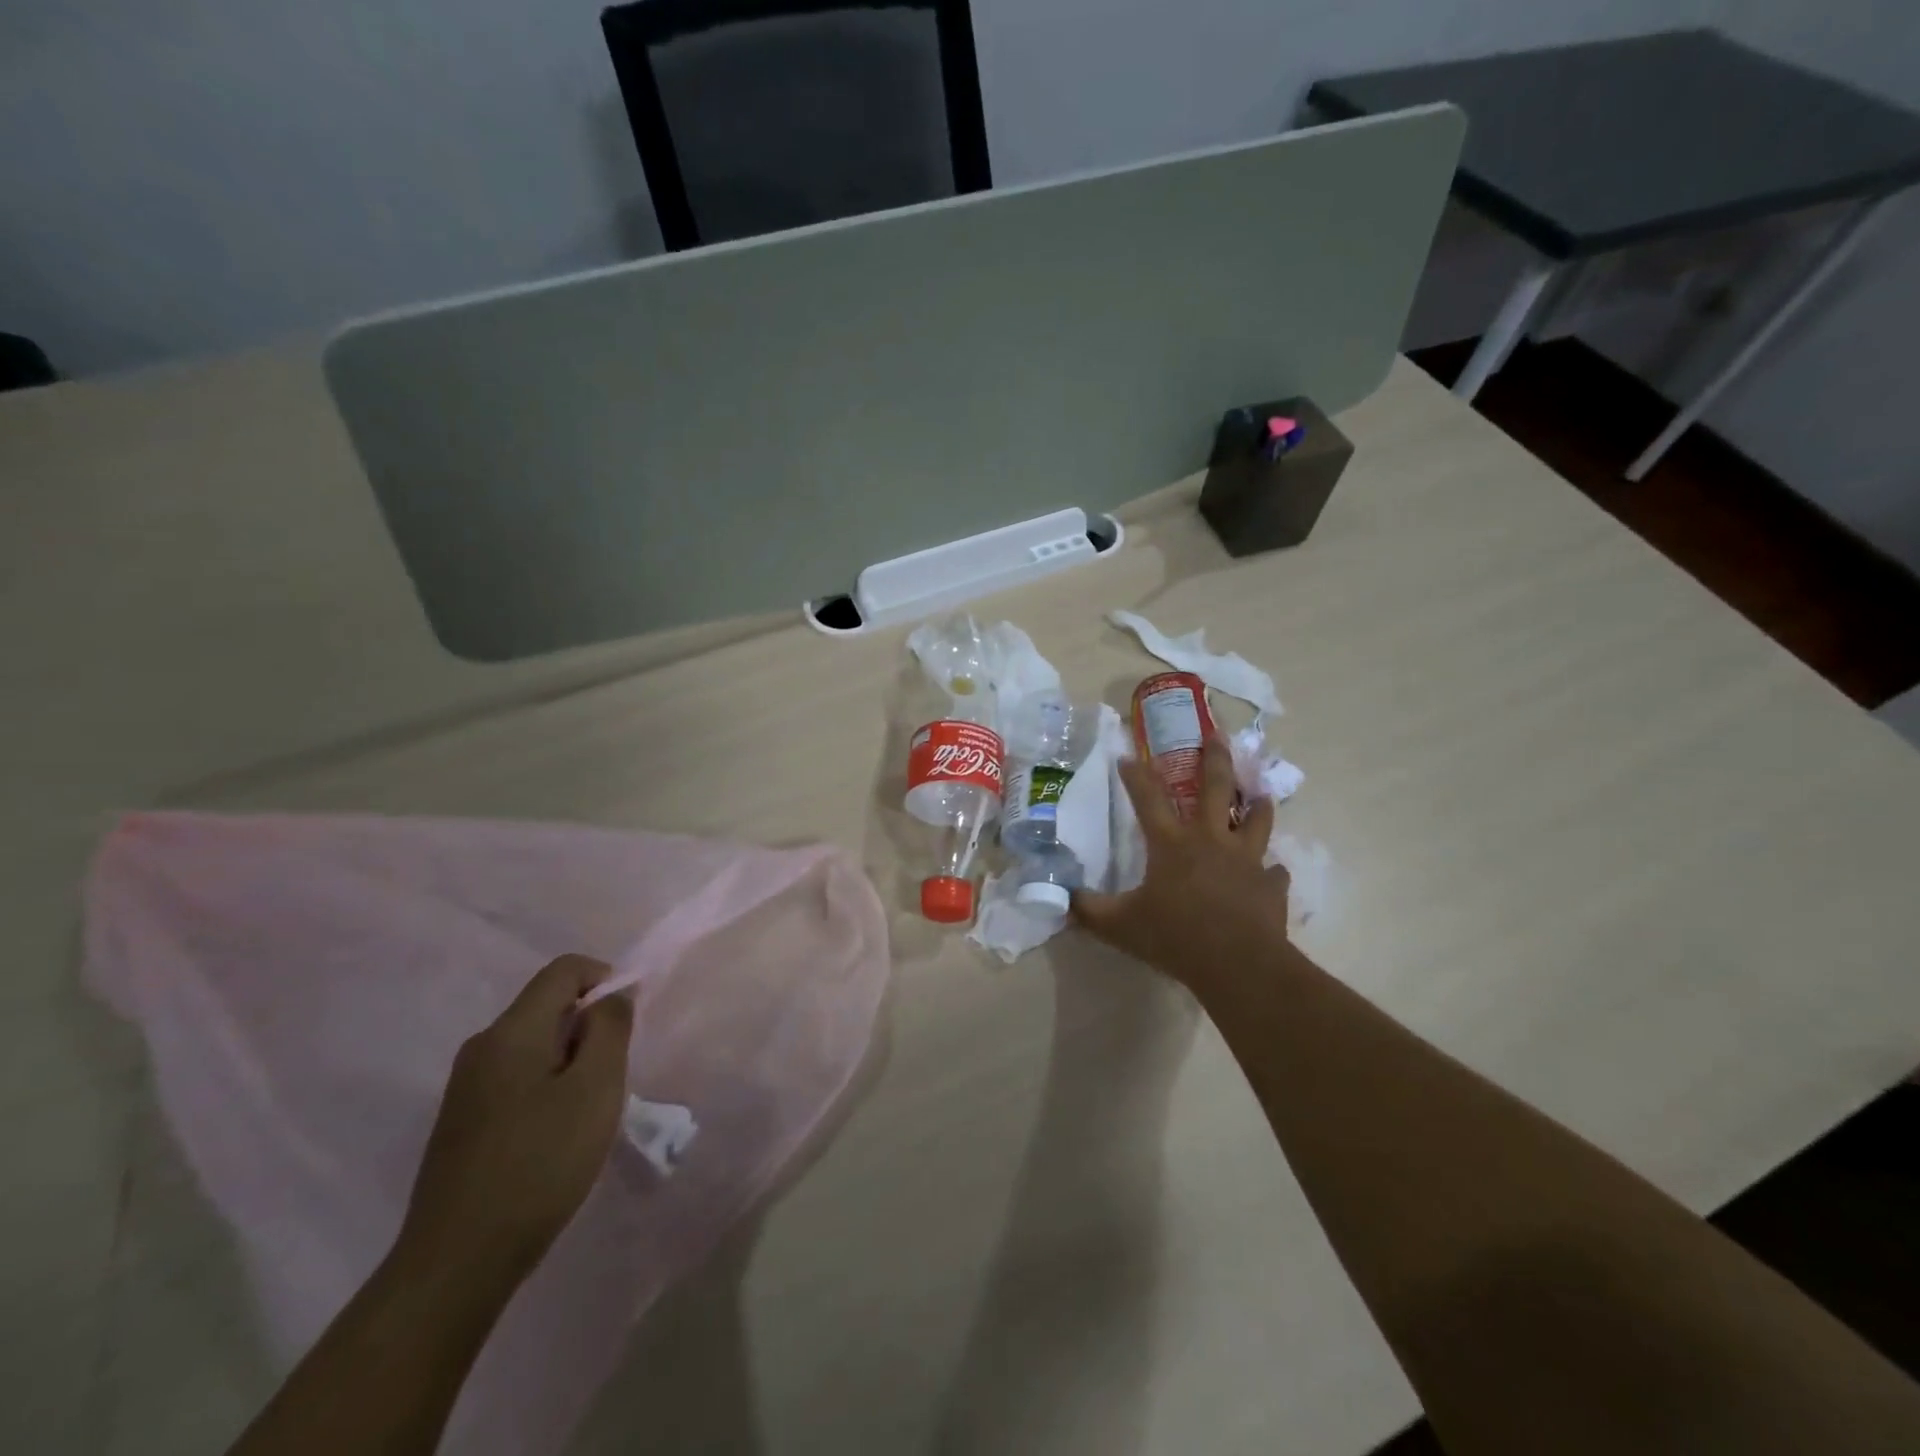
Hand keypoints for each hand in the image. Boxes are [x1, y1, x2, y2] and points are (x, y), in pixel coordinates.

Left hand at [396, 955, 633, 1287]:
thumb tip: (613, 994)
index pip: (563, 970)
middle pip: (547, 1005)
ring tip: (588, 1109)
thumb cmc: (539, 1164)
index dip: (605, 978)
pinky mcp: (462, 1122)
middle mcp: (482, 1047)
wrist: (456, 1264)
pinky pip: (517, 1077)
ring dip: (572, 1059)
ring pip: (535, 1044)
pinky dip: (549, 1085)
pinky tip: (555, 1135)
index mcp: (511, 1031)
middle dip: (590, 1025)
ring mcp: (466, 1087)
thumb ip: (610, 1029)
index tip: (627, 1021)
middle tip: (612, 1074)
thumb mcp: (595, 1089)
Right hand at [1073, 737, 1290, 988]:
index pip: (1148, 799)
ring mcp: (1246, 861)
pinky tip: (1271, 872)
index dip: (1135, 776)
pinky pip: (1274, 872)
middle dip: (1214, 759)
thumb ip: (1090, 910)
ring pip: (1255, 820)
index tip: (1127, 755)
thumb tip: (1063, 898)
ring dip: (1257, 804)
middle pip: (1215, 789)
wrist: (1239, 965)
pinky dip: (1271, 871)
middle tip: (1217, 735)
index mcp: (1172, 844)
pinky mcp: (1271, 886)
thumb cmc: (1176, 938)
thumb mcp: (1120, 926)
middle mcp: (1210, 841)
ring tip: (1260, 793)